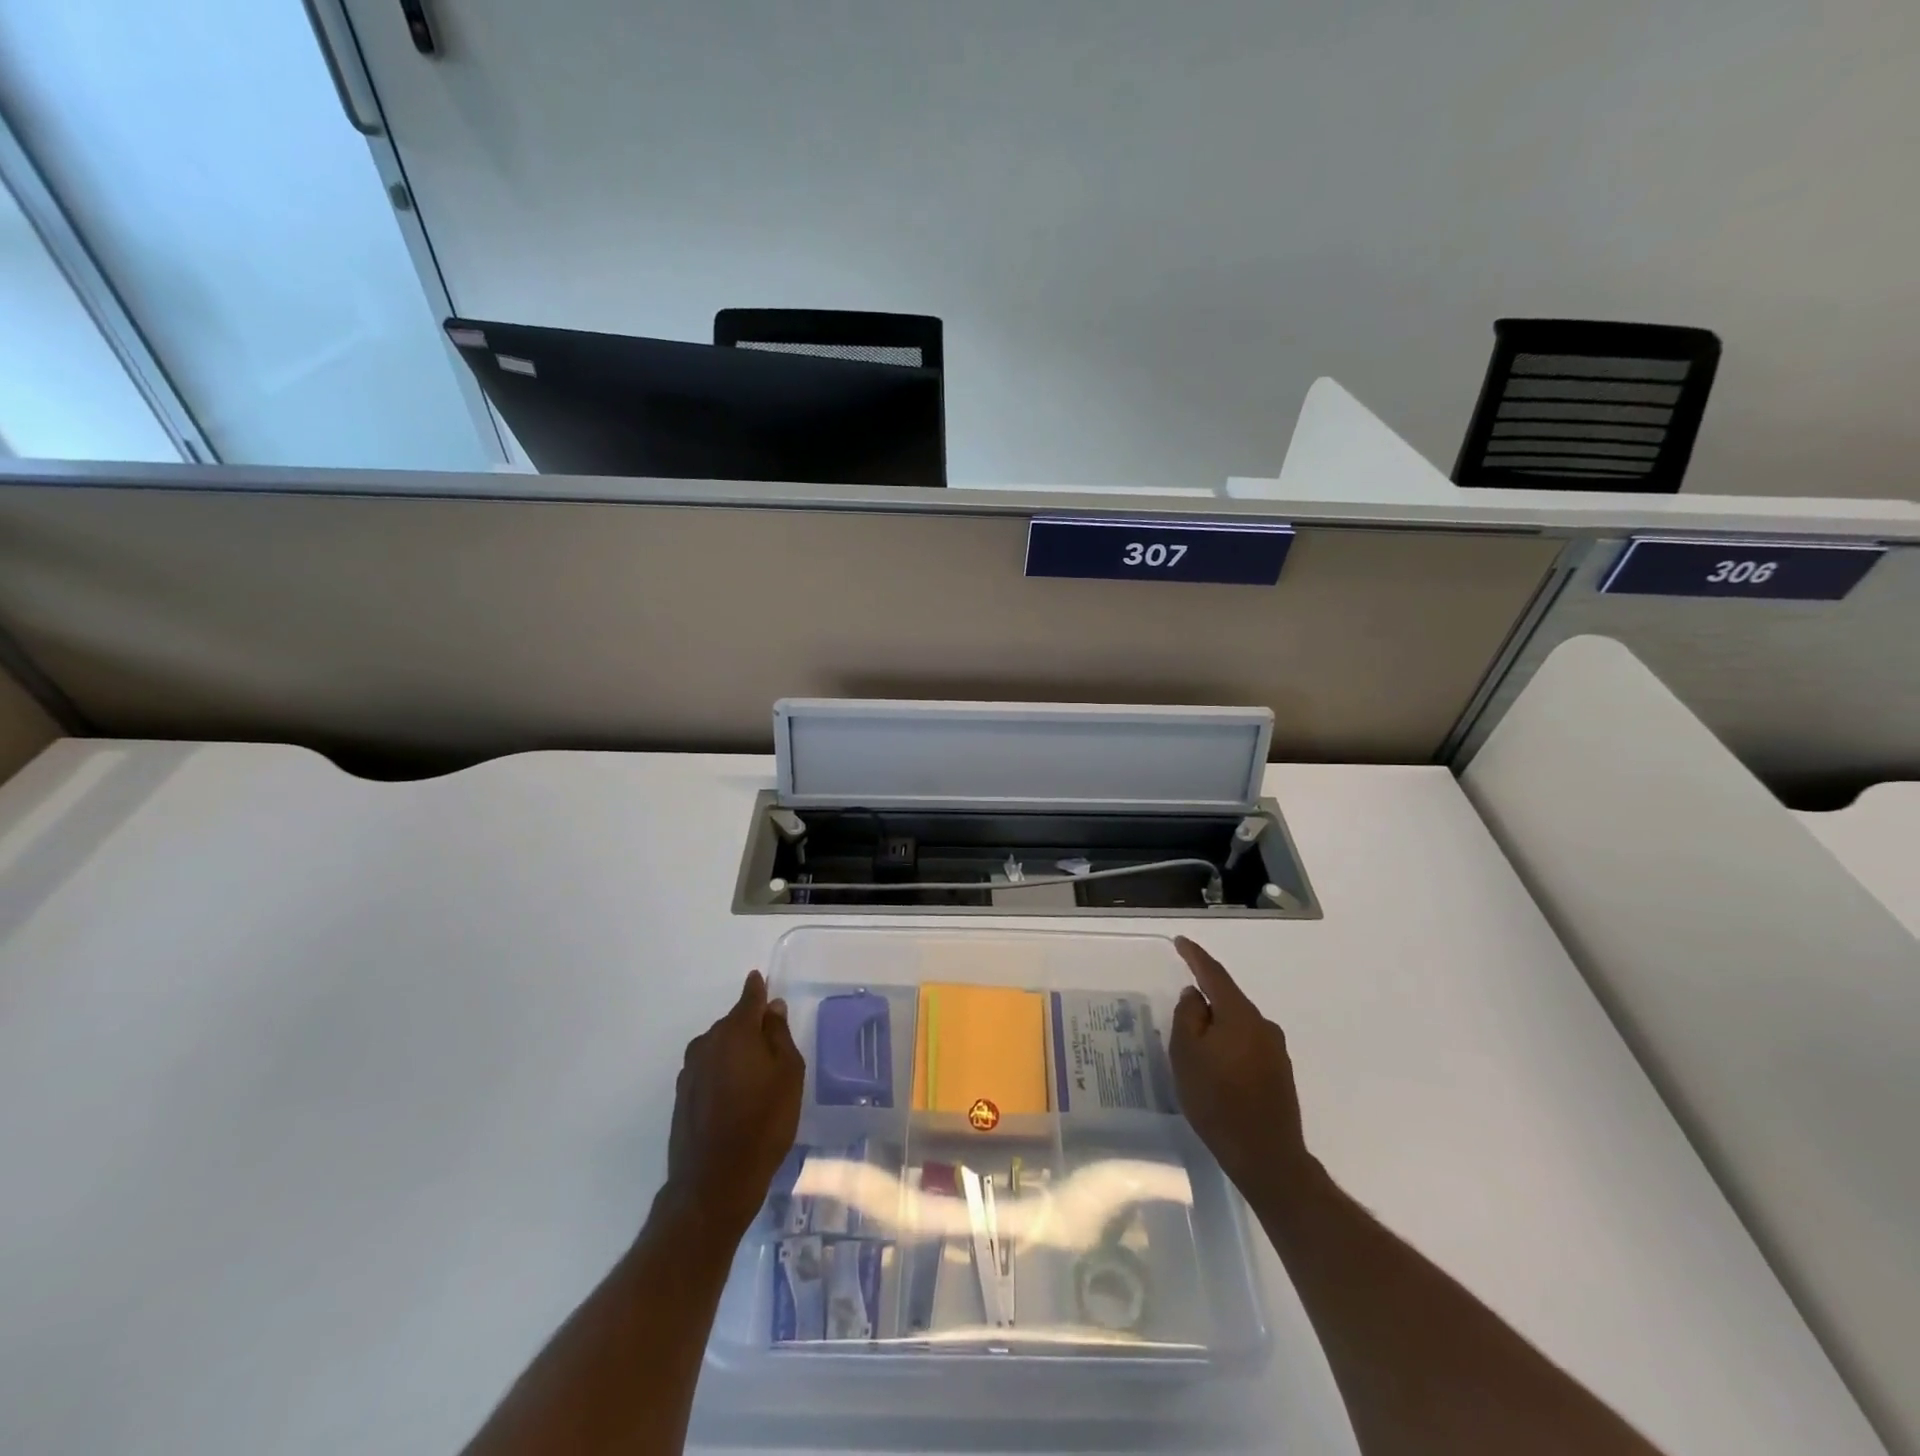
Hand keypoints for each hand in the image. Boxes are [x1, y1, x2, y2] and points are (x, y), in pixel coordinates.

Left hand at [662, 970, 804, 1236]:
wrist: (714, 1182)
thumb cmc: (763, 1123)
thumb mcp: (788, 1075)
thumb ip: (780, 1036)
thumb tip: (772, 1008)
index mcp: (736, 1032)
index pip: (749, 999)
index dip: (757, 989)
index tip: (760, 979)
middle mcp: (707, 1043)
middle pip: (733, 1024)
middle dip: (751, 1027)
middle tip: (773, 1045)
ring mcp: (690, 1071)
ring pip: (719, 1048)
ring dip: (735, 1052)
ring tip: (756, 1075)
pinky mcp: (681, 1097)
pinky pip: (708, 1070)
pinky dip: (722, 1073)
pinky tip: (735, 1096)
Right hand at [1170, 937, 1313, 1198]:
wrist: (1266, 1156)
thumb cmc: (1217, 1100)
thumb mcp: (1187, 1054)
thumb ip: (1188, 1016)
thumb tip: (1195, 995)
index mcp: (1239, 1014)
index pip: (1214, 974)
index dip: (1195, 956)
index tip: (1181, 942)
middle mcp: (1263, 1025)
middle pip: (1229, 1000)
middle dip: (1206, 999)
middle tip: (1181, 1009)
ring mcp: (1276, 1051)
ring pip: (1238, 1025)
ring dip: (1217, 1027)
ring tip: (1195, 1045)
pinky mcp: (1280, 1074)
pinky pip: (1247, 1045)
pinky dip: (1229, 1046)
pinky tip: (1217, 1066)